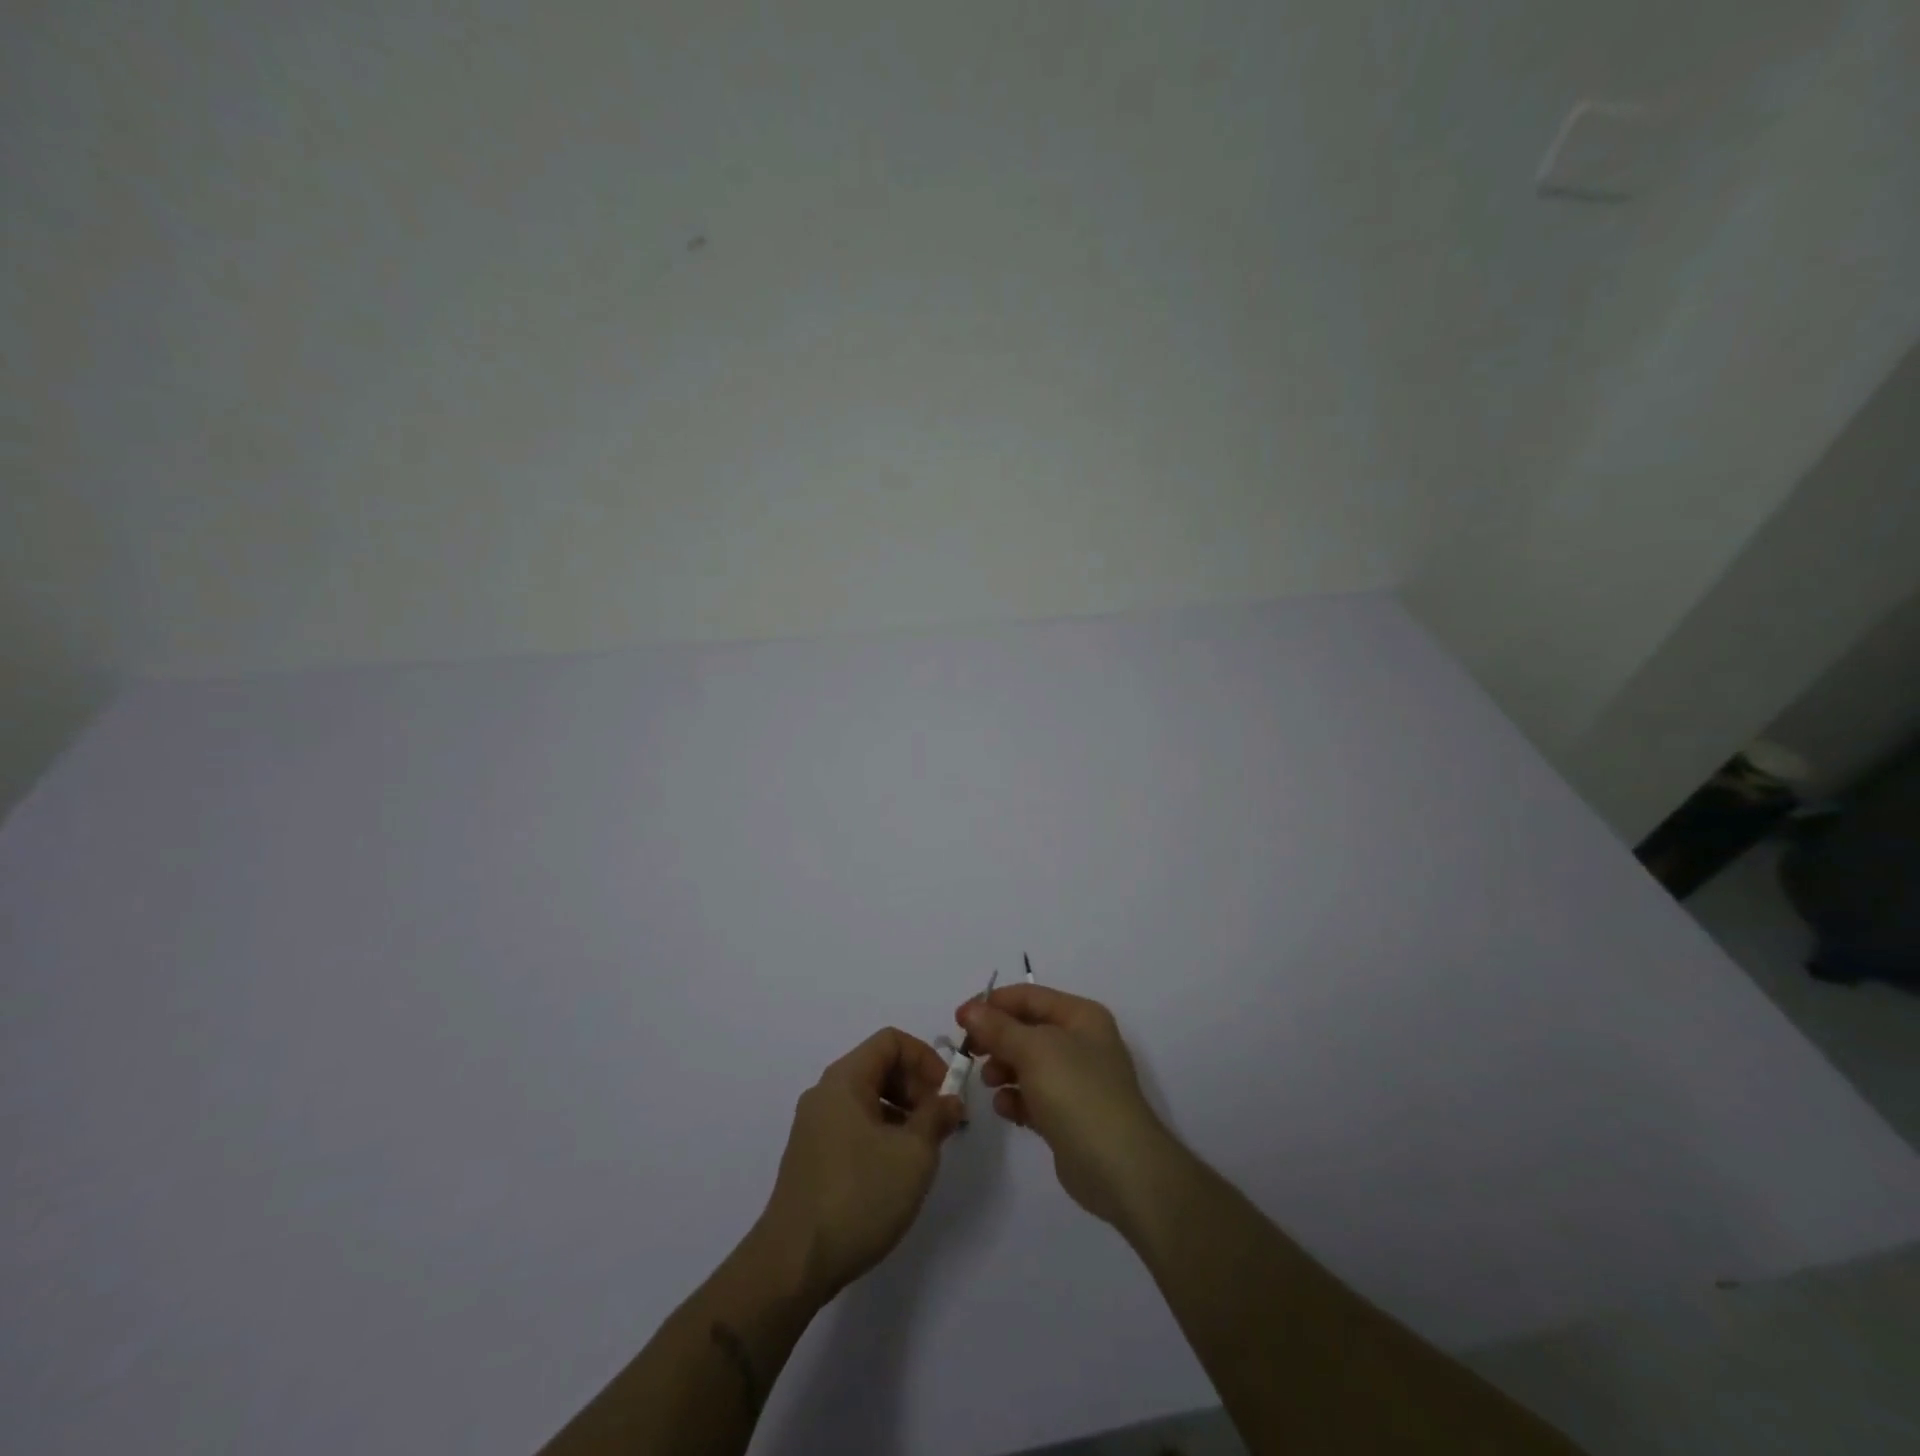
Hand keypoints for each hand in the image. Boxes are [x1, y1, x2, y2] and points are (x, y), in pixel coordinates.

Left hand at [757, 1028, 963, 1304]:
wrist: (793, 1264)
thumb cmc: (858, 1196)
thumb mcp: (913, 1154)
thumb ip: (936, 1118)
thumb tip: (950, 1100)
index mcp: (844, 1079)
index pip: (891, 1041)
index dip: (926, 1058)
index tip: (948, 1093)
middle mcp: (825, 1093)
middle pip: (879, 1066)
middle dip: (916, 1086)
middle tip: (941, 1122)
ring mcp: (815, 1126)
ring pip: (868, 1098)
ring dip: (902, 1112)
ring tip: (925, 1148)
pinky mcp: (812, 1157)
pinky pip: (854, 1125)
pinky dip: (882, 1132)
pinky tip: (897, 1170)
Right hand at [957, 986, 1177, 1229]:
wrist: (1120, 1168)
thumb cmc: (1078, 1093)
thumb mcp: (1034, 1050)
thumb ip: (998, 1028)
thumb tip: (970, 1010)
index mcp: (1080, 1016)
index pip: (1029, 997)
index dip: (992, 1003)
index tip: (959, 1019)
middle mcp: (1081, 1043)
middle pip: (1027, 1030)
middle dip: (996, 1039)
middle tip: (969, 1052)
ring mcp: (1077, 1081)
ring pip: (1028, 1064)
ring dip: (1003, 1069)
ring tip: (990, 1083)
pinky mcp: (1069, 1116)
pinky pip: (1033, 1097)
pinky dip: (1016, 1099)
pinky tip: (1005, 1109)